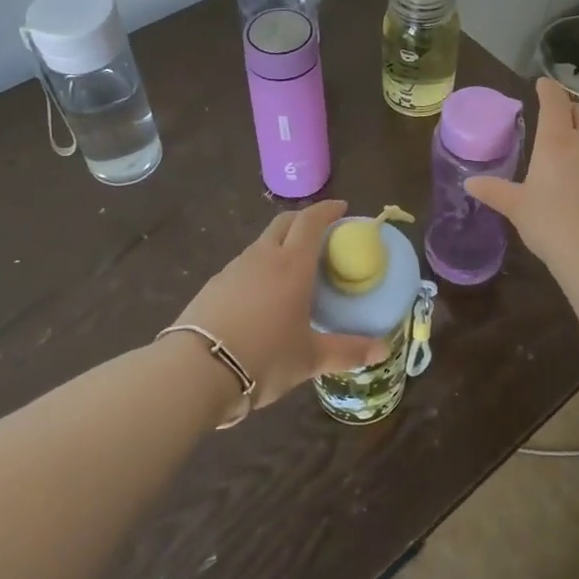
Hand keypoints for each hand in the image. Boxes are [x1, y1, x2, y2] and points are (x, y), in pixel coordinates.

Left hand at [171, 200, 386, 418]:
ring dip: (280, 243)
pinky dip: (260, 266)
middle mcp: (264, 257)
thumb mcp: (310, 359)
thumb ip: (347, 351)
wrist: (196, 370)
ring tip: (292, 267)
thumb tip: (382, 350)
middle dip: (304, 220)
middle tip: (320, 233)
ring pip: (262, 243)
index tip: (341, 208)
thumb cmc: (263, 357)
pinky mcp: (214, 284)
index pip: (312, 221)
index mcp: (292, 265)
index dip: (327, 210)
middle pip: (284, 222)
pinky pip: (244, 264)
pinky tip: (262, 294)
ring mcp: (234, 268)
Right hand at [467, 78, 578, 270]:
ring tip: (573, 144)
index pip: (555, 101)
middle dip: (568, 108)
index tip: (542, 84)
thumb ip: (494, 191)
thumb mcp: (517, 208)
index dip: (548, 89)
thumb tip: (470, 183)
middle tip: (556, 116)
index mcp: (557, 141)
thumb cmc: (551, 224)